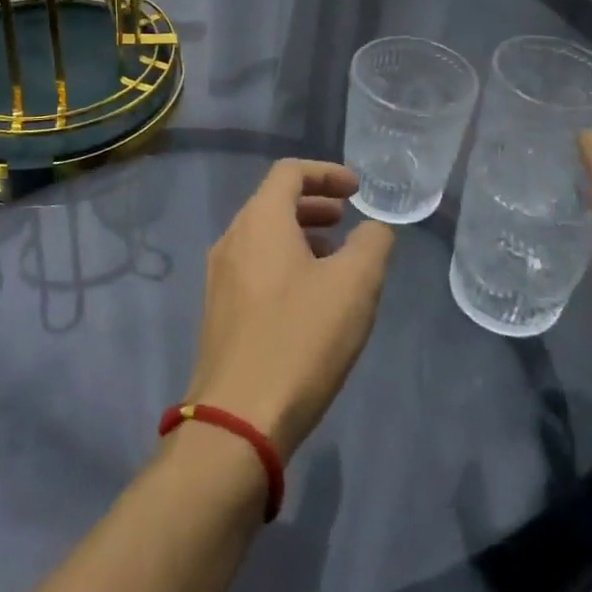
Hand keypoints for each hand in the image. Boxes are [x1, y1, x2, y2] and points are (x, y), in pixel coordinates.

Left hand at [184, 160, 396, 457]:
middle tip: (347, 219)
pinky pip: (255, 267)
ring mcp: (220, 278)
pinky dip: (285, 263)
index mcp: (260, 221)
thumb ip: (372, 243)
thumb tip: (372, 230)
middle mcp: (232, 240)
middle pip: (273, 202)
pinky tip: (309, 297)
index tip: (357, 189)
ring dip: (300, 235)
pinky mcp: (219, 313)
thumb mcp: (355, 285)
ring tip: (335, 258)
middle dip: (314, 204)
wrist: (238, 420)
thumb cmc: (301, 338)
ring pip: (263, 237)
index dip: (327, 172)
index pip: (290, 172)